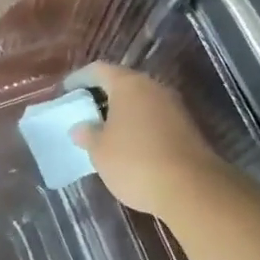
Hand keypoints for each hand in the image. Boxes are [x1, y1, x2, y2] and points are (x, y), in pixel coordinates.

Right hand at [67, 63, 237, 222]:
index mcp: (128, 84)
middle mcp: (153, 87)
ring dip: (123, 112)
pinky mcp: (188, 128)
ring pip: (141, 101)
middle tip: (84, 111)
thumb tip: (81, 128)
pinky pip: (155, 118)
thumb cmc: (136, 162)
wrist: (193, 189)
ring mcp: (174, 107)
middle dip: (102, 95)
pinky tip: (130, 146)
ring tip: (104, 131)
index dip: (79, 78)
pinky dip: (139, 126)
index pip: (98, 70)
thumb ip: (87, 135)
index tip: (66, 91)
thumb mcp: (100, 152)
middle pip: (123, 83)